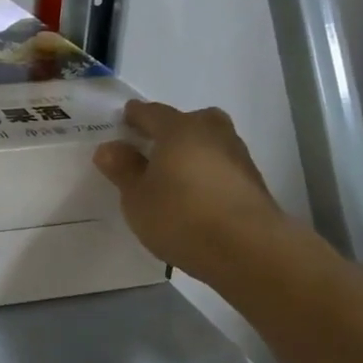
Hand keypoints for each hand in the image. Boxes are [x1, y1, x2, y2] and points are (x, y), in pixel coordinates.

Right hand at [93, 100, 295, 284]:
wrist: (247, 249)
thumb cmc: (181, 217)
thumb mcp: (137, 198)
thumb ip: (123, 170)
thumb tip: (109, 148)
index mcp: (179, 129)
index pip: (152, 113)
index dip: (135, 116)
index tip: (123, 121)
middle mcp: (212, 132)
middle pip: (188, 122)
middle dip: (170, 131)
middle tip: (152, 149)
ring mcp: (237, 155)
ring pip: (208, 143)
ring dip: (192, 152)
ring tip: (174, 176)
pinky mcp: (252, 181)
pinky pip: (221, 166)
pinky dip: (207, 173)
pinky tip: (197, 195)